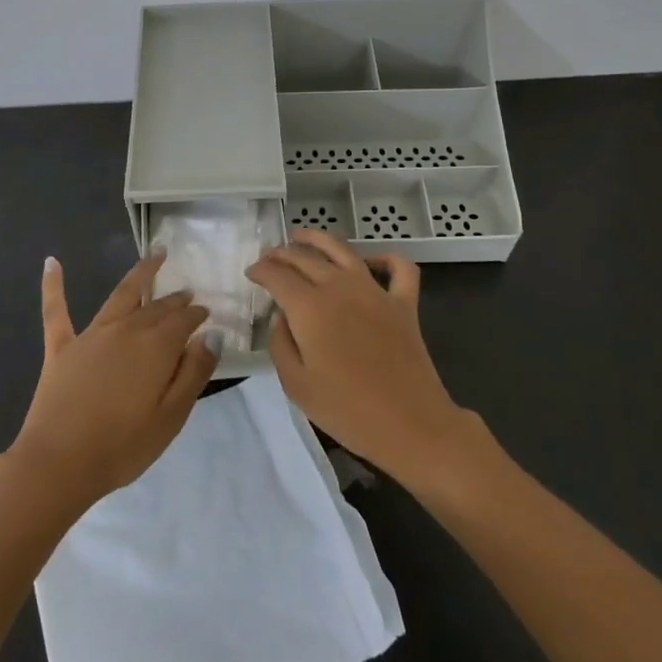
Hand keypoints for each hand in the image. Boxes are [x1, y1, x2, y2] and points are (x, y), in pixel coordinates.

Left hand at [8, 252, 217, 511]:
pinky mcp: (61, 347)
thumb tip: (213, 335)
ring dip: (140, 274)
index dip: (197, 314)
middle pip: (156, 307)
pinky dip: (54, 284)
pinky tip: (52, 262)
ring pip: (121, 295)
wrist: (59, 463)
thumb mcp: (171, 417)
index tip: (207, 313)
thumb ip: (193, 373)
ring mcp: (91, 335)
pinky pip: (56, 309)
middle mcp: (126, 330)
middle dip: (174, 299)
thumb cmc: (122, 446)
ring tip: (155, 257)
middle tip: (187, 294)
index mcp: (156, 347)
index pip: (183, 321)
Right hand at [248, 230, 471, 485]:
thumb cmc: (346, 410)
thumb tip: (282, 317)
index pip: (277, 275)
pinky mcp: (404, 303)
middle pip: (304, 257)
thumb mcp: (296, 384)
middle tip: (269, 257)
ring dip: (318, 239)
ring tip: (301, 236)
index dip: (260, 270)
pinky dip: (385, 258)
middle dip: (282, 253)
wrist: (410, 425)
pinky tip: (371, 262)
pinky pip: (398, 268)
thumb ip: (280, 344)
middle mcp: (339, 287)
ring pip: (342, 250)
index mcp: (309, 307)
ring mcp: (375, 291)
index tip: (251, 273)